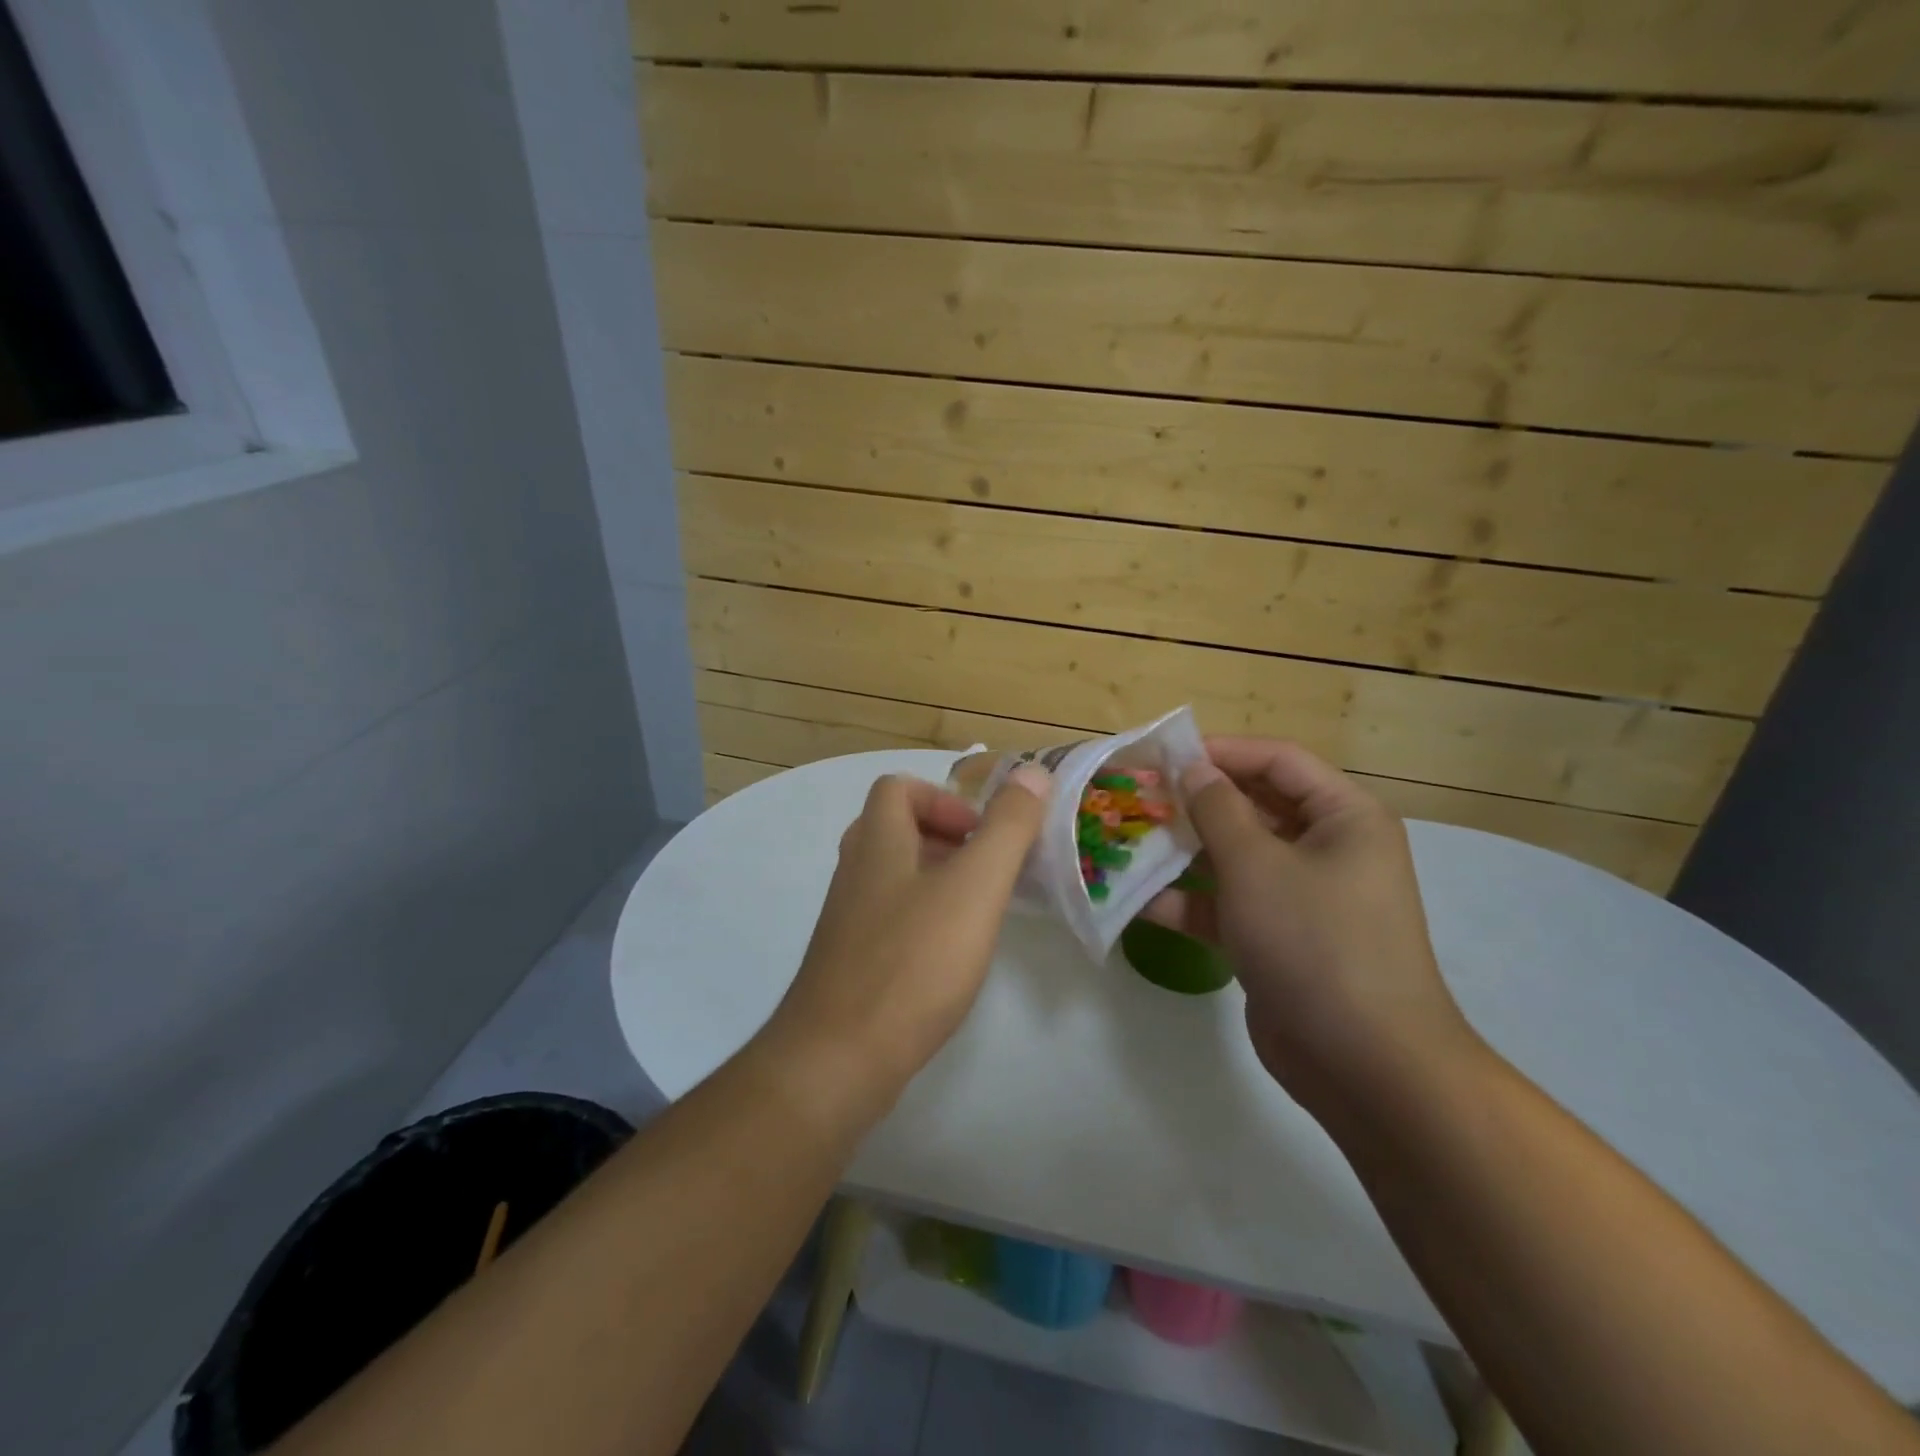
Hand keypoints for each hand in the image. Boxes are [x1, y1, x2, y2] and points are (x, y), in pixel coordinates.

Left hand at [758, 766, 1051, 1125]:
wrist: (838, 1059)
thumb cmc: (912, 962)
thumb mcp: (974, 887)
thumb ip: (1007, 828)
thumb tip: (1034, 772)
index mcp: (877, 841)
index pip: (898, 788)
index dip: (943, 798)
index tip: (981, 836)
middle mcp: (855, 871)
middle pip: (897, 829)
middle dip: (948, 839)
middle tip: (988, 871)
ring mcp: (848, 918)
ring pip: (895, 876)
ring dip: (939, 880)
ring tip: (979, 912)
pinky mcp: (850, 961)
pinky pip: (890, 918)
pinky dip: (924, 919)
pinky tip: (951, 956)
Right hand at [1144, 738, 1478, 1106]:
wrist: (1363, 1063)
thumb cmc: (1314, 940)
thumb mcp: (1256, 864)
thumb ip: (1216, 809)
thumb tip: (1191, 768)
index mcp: (1343, 817)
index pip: (1278, 761)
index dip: (1221, 751)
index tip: (1164, 754)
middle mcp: (1326, 849)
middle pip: (1253, 807)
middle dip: (1195, 803)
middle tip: (1138, 796)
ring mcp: (1300, 897)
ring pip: (1234, 857)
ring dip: (1183, 852)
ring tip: (1127, 841)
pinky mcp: (1276, 938)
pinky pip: (1228, 904)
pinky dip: (1188, 901)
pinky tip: (1136, 899)